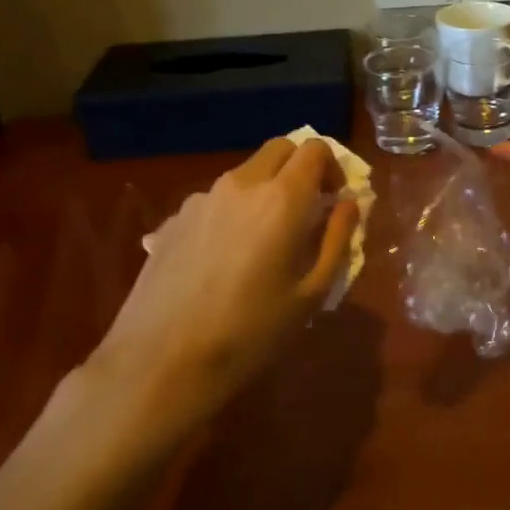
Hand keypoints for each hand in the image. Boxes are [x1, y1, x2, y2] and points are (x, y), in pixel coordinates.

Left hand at [84, 138, 357, 446]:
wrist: (161, 361)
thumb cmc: (251, 331)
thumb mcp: (312, 293)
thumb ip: (336, 239)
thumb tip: (348, 205)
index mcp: (282, 198)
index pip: (315, 149)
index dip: (332, 167)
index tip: (335, 199)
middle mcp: (241, 185)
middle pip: (279, 148)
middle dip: (300, 166)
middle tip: (308, 208)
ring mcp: (202, 199)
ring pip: (245, 174)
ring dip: (266, 189)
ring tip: (265, 240)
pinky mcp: (173, 219)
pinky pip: (216, 200)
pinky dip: (234, 211)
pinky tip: (226, 258)